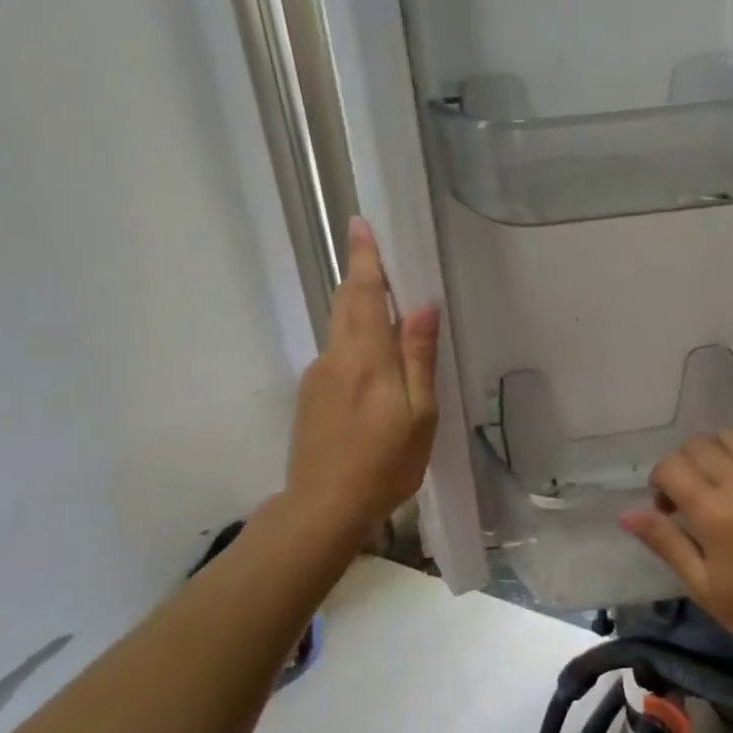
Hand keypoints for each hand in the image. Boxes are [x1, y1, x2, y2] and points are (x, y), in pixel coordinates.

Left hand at [285, 218, 440, 538]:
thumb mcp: (418, 415)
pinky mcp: (310, 395)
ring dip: (361, 310)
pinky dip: (356, 343)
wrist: (321, 508)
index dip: (364, 258)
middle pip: (346, 303)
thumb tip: (422, 306)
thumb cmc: (383, 464)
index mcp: (366, 358)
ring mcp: (317, 375)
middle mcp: (335, 356)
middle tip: (378, 253)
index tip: (360, 224)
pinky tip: (375, 369)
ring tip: (389, 312)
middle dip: (360, 274)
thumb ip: (418, 357)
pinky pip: (338, 354)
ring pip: (341, 329)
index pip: (363, 294)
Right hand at [620, 428, 732, 674]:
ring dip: (716, 452)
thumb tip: (627, 513)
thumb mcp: (705, 587)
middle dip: (684, 465)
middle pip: (697, 445)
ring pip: (731, 435)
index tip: (667, 508)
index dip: (659, 482)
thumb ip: (667, 543)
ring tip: (722, 481)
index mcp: (715, 513)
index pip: (671, 467)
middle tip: (692, 497)